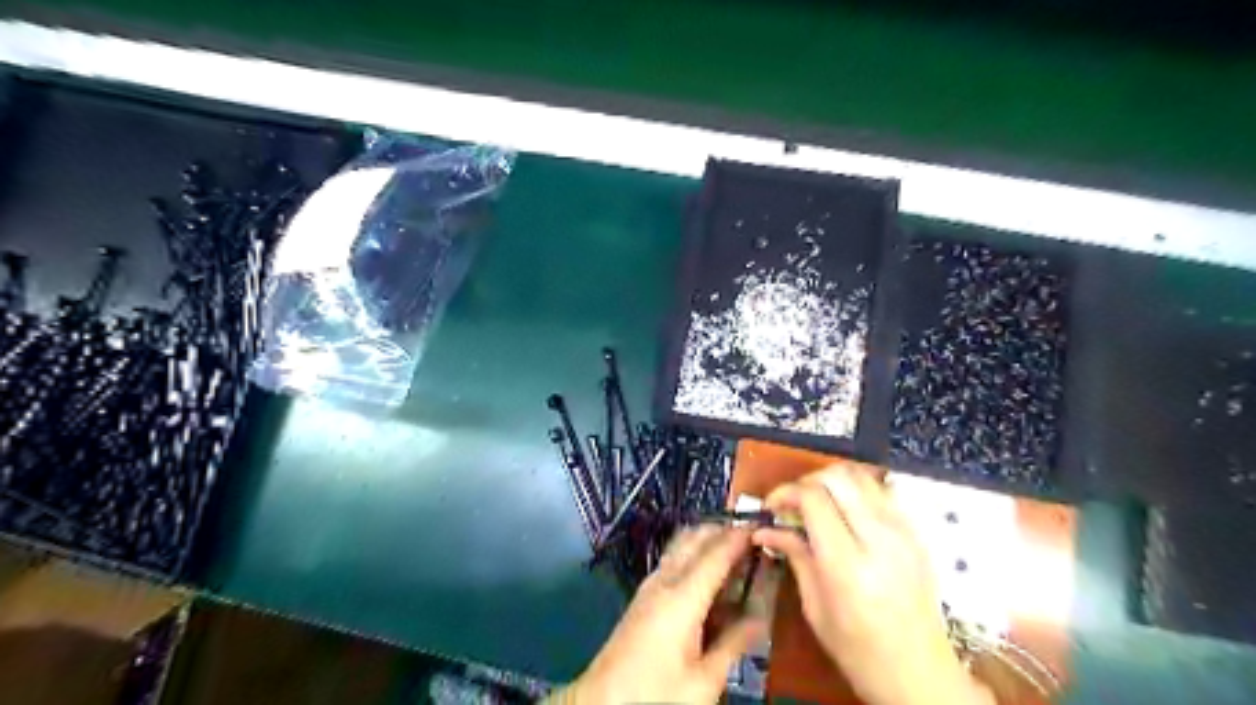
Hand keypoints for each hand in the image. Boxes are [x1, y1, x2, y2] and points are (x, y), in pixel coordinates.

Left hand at [558, 525, 765, 703]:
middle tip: (752, 535)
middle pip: (695, 539)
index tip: (762, 524)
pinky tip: (706, 570)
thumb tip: (761, 619)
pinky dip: (693, 553)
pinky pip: (672, 560)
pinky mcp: (643, 596)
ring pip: (681, 545)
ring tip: (733, 547)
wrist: (601, 702)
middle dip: (723, 530)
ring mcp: (650, 586)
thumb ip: (733, 644)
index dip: (739, 536)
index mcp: (682, 598)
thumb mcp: (703, 681)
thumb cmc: (656, 694)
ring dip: (706, 539)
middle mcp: (664, 581)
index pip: (716, 554)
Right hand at [749, 466, 995, 704]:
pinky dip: (856, 491)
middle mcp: (879, 539)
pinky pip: (881, 491)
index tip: (772, 507)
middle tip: (792, 504)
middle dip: (807, 481)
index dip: (785, 492)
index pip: (813, 498)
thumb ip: (794, 556)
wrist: (921, 675)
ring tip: (817, 504)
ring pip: (861, 475)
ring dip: (832, 481)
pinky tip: (845, 515)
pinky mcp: (916, 533)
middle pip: (838, 477)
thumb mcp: (815, 608)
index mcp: (848, 564)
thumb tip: (765, 529)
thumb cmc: (860, 652)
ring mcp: (903, 532)